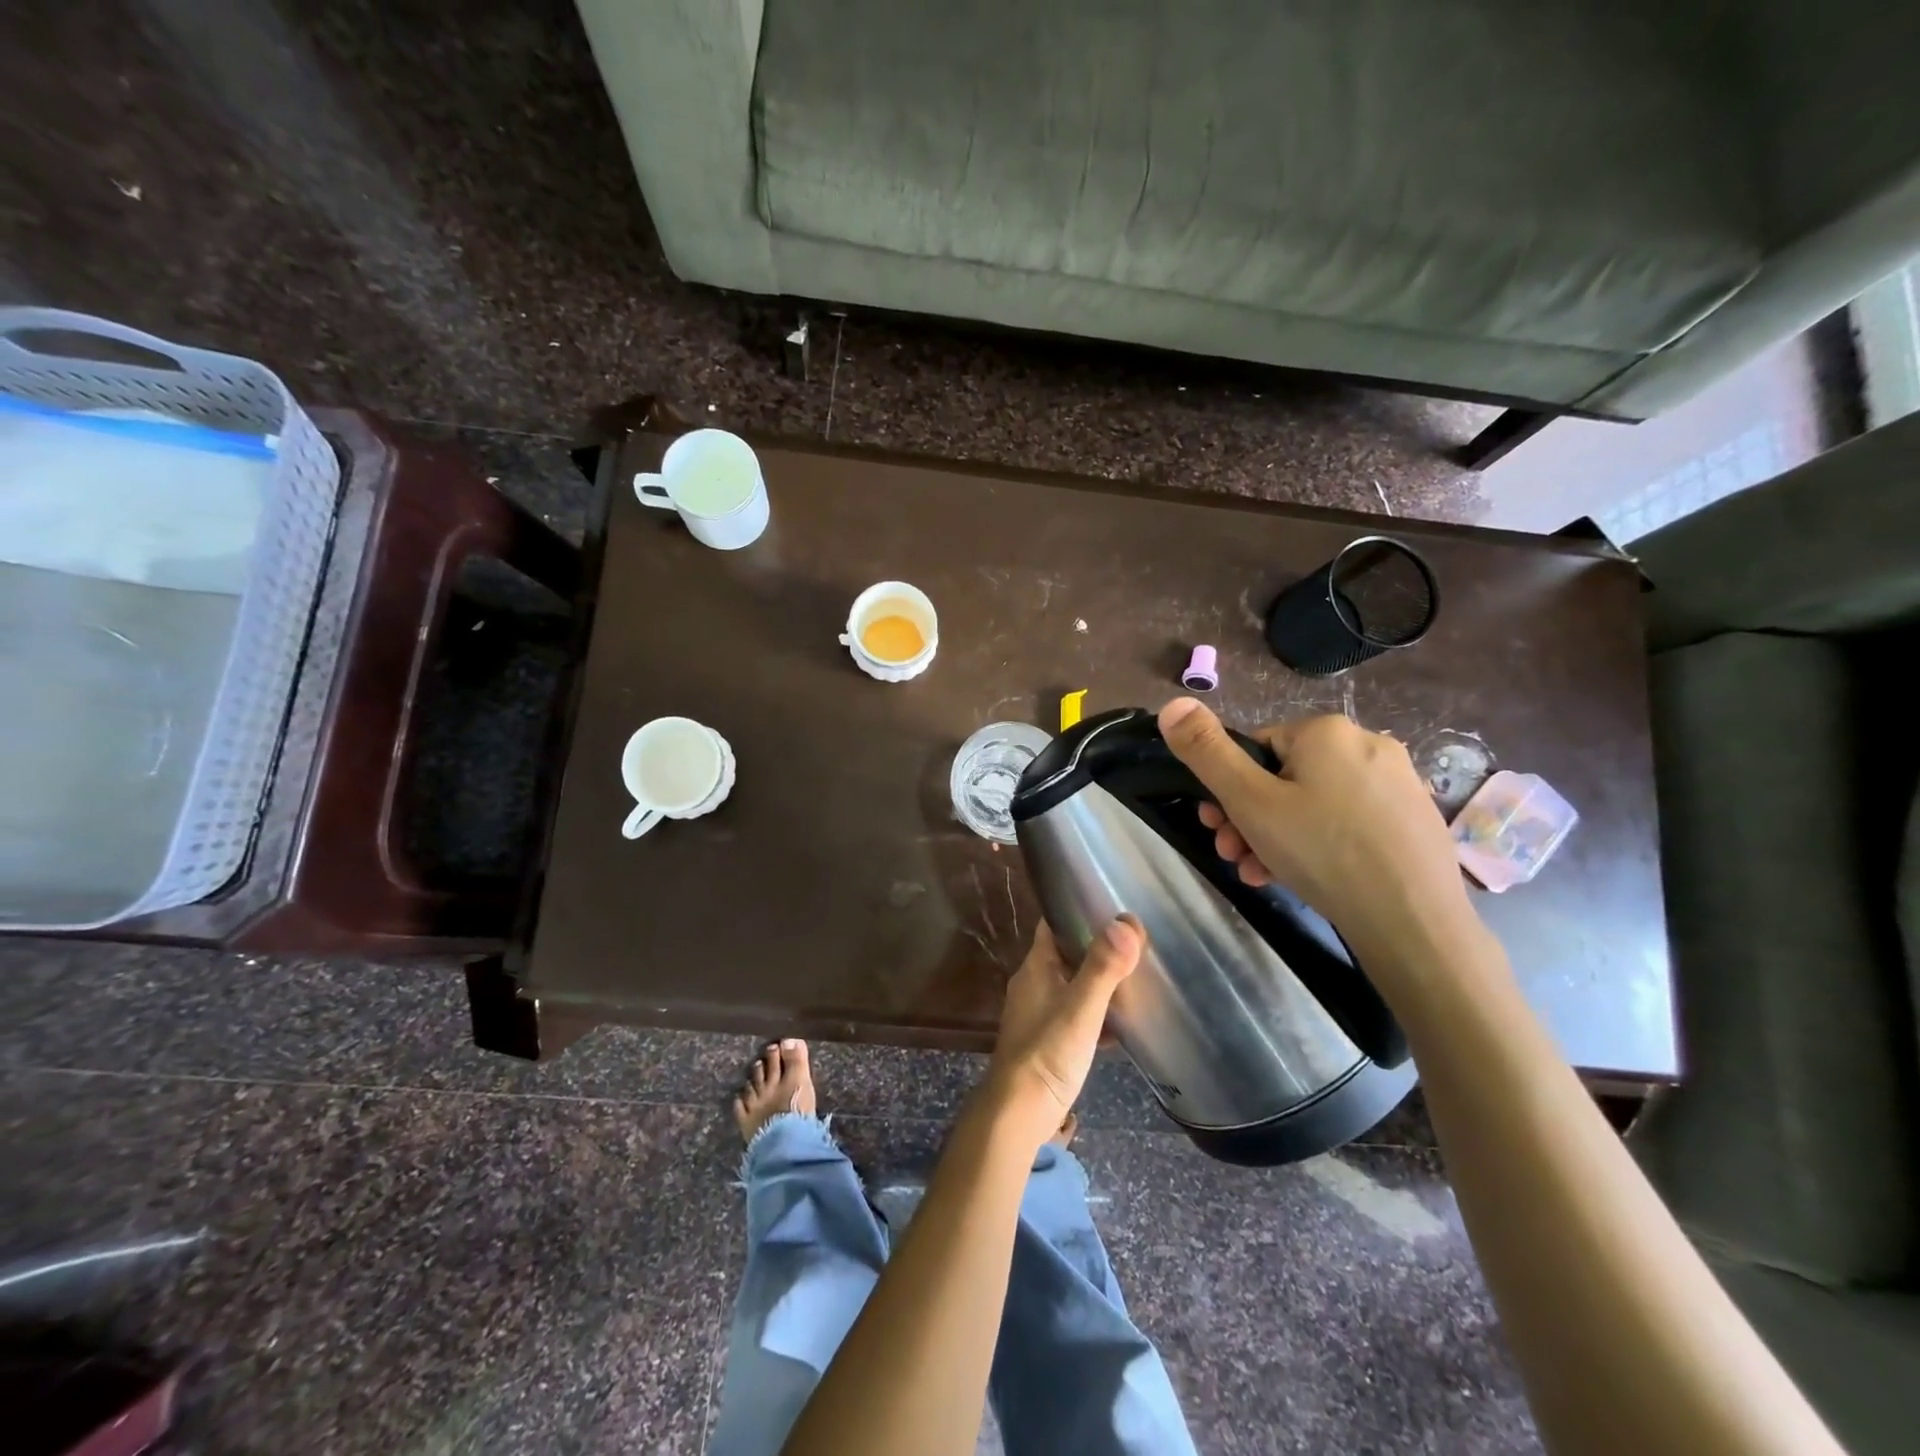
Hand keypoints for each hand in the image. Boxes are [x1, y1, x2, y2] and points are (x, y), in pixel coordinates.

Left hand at [983, 918, 1142, 1150]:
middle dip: (1096, 948)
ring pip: (1071, 986)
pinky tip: (1121, 1025)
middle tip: (1134, 944)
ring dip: (1097, 982)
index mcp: (1035, 967)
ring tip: (1134, 979)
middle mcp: (1032, 984)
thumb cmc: (1048, 1052)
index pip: (1053, 925)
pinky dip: (1095, 1014)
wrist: (1018, 1113)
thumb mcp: (1082, 1007)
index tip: (1111, 906)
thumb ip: (1103, 966)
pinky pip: (1074, 1016)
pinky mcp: (1046, 1041)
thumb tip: (1126, 921)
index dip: (1077, 911)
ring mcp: (1037, 1014)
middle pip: (1065, 954)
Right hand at [1157, 699, 1483, 976]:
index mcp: (1327, 731)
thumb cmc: (1322, 851)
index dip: (1229, 790)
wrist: (1414, 921)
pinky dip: (1320, 845)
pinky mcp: (1414, 819)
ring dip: (1278, 837)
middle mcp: (1368, 744)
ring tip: (1262, 874)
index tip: (1217, 828)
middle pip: (1285, 778)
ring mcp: (1398, 783)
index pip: (1256, 749)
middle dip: (1250, 818)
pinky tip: (1303, 877)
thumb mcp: (1248, 800)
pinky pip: (1349, 822)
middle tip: (1235, 855)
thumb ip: (1206, 751)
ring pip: (1315, 804)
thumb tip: (1172, 704)